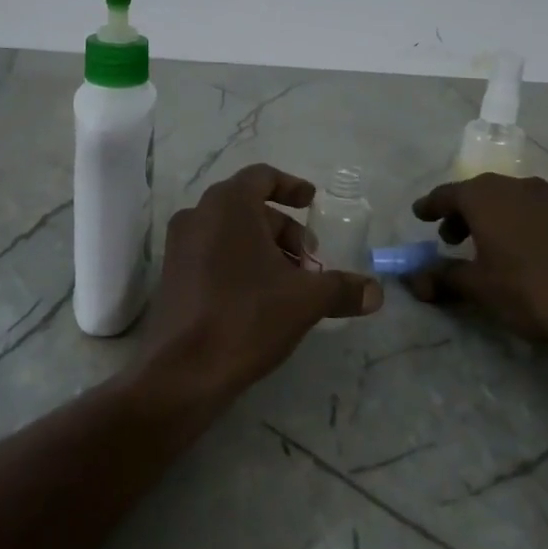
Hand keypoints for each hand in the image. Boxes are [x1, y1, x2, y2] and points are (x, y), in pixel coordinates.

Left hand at [142, 164, 382, 399]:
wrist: (183, 371)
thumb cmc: (247, 318)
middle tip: (310, 261)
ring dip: (263, 249)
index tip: (312, 203)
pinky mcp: (171, 275)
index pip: (262, 177)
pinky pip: (211, 254)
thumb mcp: (305, 300)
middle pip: (249, 207)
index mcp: (228, 205)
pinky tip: (260, 299)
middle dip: (284, 229)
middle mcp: (198, 215)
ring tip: (290, 284)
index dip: (291, 187)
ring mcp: (179, 246)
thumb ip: (342, 288)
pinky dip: (239, 263)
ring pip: (230, 233)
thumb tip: (376, 292)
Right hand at [405, 174, 547, 368]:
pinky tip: (522, 252)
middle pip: (479, 193)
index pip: (447, 194)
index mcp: (487, 197)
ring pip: (509, 200)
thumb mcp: (479, 287)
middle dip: (461, 213)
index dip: (430, 206)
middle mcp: (517, 187)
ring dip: (491, 218)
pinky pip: (535, 212)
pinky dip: (518, 224)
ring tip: (486, 247)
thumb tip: (413, 279)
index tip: (419, 214)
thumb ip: (442, 277)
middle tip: (449, 239)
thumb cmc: (529, 291)